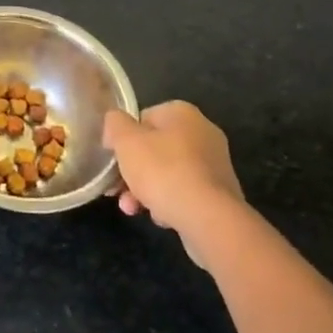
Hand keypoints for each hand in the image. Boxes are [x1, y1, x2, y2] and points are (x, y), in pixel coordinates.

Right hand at [104, 101, 243, 266]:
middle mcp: (203, 133)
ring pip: (168, 173)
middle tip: (117, 189)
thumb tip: (115, 125)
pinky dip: (169, 203)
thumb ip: (114, 124)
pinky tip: (160, 217)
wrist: (209, 219)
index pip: (142, 118)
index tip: (113, 159)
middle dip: (133, 170)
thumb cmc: (163, 171)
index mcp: (182, 113)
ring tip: (132, 209)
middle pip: (155, 148)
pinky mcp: (220, 194)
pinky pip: (185, 193)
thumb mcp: (125, 141)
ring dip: (146, 190)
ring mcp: (215, 164)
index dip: (123, 139)